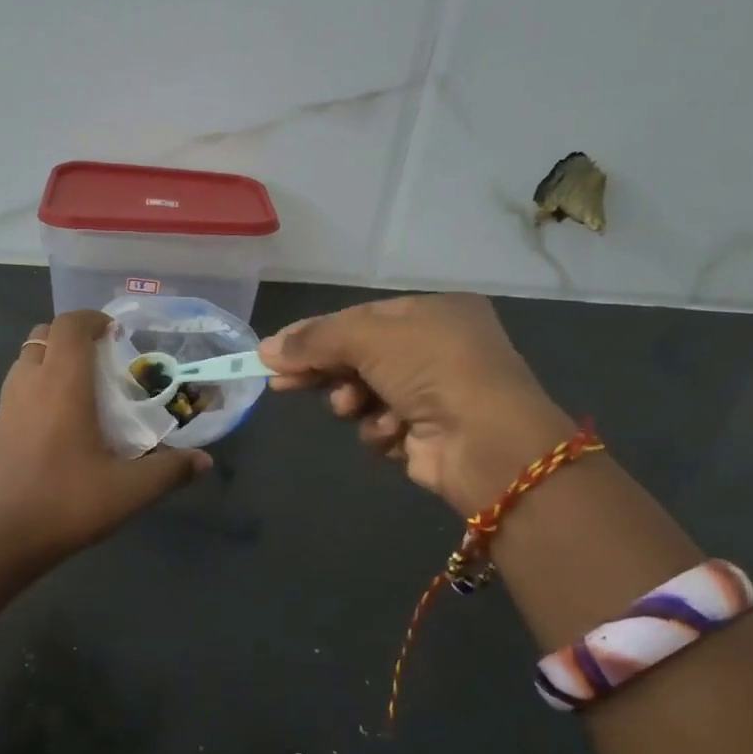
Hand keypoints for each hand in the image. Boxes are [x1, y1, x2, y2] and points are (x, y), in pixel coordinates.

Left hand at [0, 310, 210, 561]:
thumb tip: (204, 461)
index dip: (94, 319)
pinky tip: (59, 424)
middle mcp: (29, 383)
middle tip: (103, 361)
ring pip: (27, 360)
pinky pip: (18, 388)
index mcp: (62, 383)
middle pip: (45, 334)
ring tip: (83, 390)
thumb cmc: (66, 502)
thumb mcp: (129, 490)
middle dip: (73, 336)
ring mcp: (6, 405)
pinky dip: (38, 387)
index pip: (71, 324)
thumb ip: (170, 471)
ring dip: (53, 360)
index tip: (117, 336)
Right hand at [260, 293, 572, 515]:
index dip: (315, 334)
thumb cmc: (431, 368)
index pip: (360, 318)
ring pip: (366, 395)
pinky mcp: (427, 433)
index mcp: (433, 312)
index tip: (274, 354)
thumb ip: (316, 340)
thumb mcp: (368, 337)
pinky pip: (382, 426)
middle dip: (325, 371)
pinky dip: (380, 429)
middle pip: (360, 357)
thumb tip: (267, 349)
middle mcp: (437, 348)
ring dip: (354, 402)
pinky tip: (391, 432)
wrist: (485, 441)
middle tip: (283, 384)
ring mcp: (434, 393)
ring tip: (353, 407)